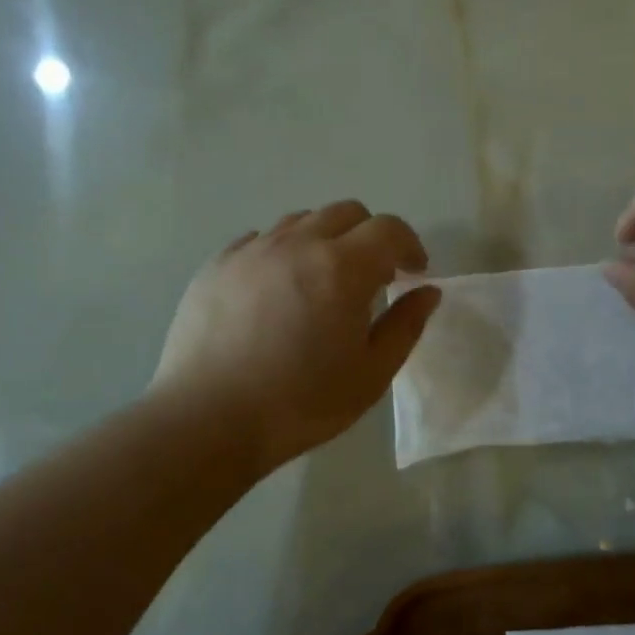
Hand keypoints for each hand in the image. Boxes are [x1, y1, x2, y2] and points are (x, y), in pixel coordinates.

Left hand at [151, 201, 440, 468]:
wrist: (207, 421)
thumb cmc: (301, 403)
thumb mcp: (371, 374)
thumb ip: (406, 325)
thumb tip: (427, 291)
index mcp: (342, 268)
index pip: (388, 229)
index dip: (409, 244)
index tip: (412, 273)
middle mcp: (297, 244)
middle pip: (346, 212)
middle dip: (370, 236)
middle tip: (372, 277)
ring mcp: (251, 250)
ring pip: (301, 221)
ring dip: (325, 240)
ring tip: (321, 282)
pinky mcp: (216, 265)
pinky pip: (259, 240)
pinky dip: (282, 253)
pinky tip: (277, 290)